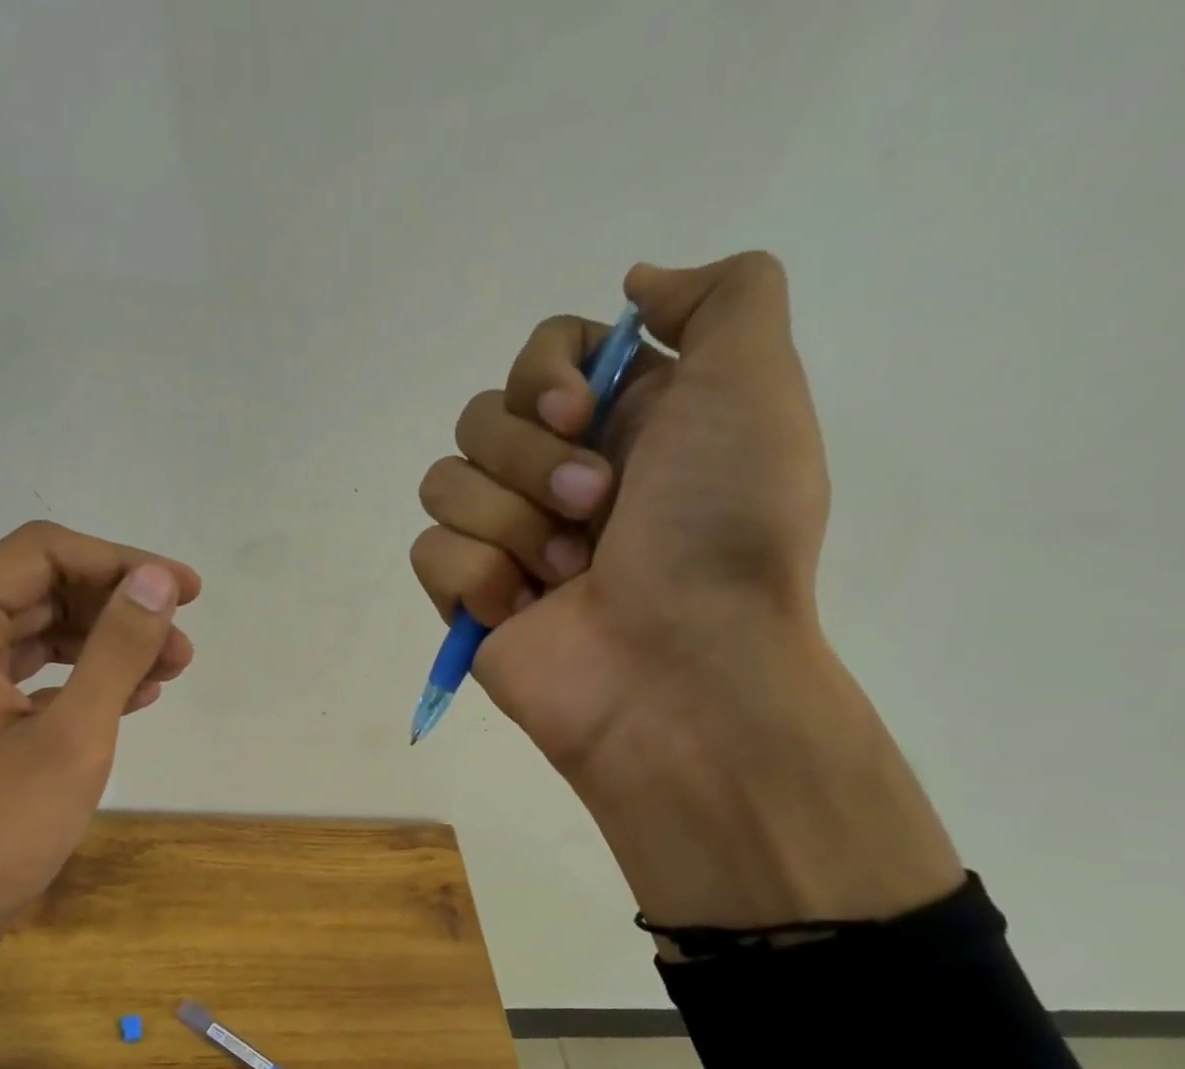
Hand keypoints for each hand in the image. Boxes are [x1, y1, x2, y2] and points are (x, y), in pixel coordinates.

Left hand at [0, 521, 199, 959]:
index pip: (44, 553)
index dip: (121, 562)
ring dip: (108, 644)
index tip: (185, 591)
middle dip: (119, 608)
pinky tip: (132, 697)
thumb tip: (159, 580)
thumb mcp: (72, 736)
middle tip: (183, 644)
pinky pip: (33, 674)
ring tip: (169, 671)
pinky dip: (83, 678)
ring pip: (42, 632)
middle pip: (44, 588)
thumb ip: (117, 649)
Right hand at [412, 251, 832, 783]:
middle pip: (479, 416)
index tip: (581, 412)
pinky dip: (476, 577)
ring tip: (566, 574)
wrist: (678, 667)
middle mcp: (557, 474)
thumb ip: (720, 296)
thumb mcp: (754, 384)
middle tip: (595, 509)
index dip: (545, 374)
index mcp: (620, 423)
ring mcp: (506, 539)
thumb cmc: (720, 530)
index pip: (539, 355)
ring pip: (444, 482)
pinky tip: (523, 610)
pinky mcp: (466, 597)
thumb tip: (634, 285)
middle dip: (532, 462)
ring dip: (510, 523)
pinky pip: (429, 550)